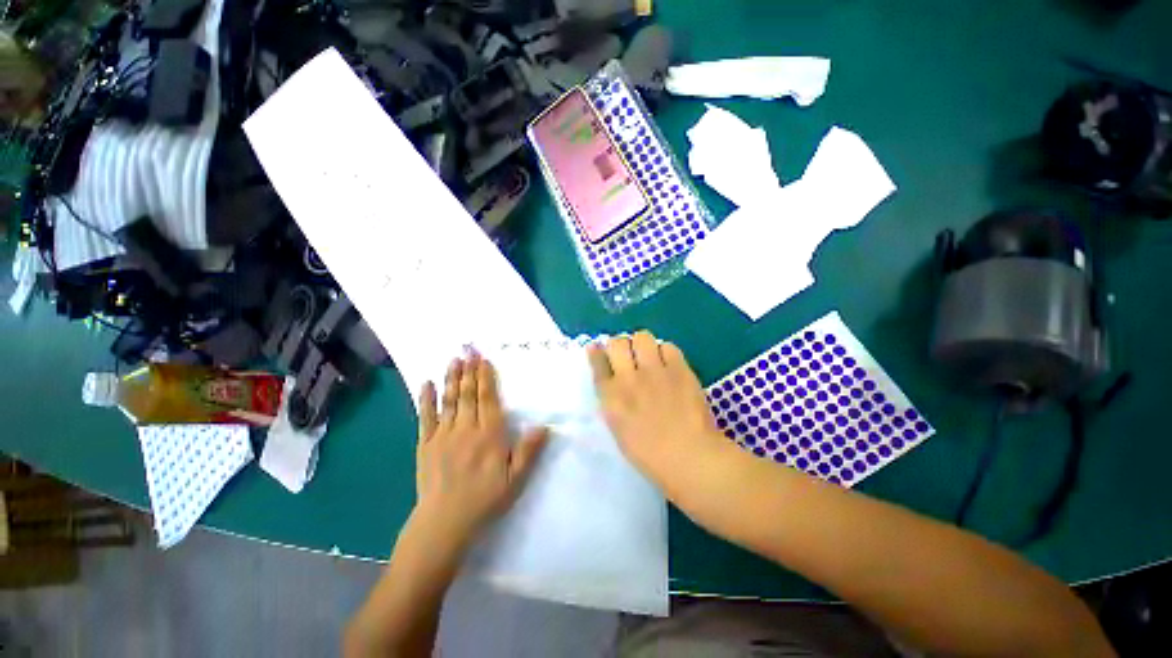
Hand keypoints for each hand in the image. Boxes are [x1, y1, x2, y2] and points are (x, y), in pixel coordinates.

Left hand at [413, 352, 548, 550]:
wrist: (444, 522)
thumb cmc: (485, 499)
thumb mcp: (516, 478)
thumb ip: (529, 450)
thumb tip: (545, 425)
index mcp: (489, 434)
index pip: (488, 399)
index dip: (486, 378)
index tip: (484, 360)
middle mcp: (466, 428)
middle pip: (468, 394)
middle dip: (469, 370)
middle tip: (469, 350)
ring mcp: (443, 435)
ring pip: (449, 400)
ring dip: (452, 378)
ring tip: (454, 359)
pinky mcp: (425, 444)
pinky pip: (425, 417)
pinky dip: (426, 399)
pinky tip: (426, 383)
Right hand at [587, 331, 727, 490]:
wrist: (689, 456)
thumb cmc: (649, 454)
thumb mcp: (619, 428)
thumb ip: (612, 401)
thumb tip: (613, 381)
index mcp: (611, 397)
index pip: (597, 363)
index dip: (596, 352)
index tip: (597, 347)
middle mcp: (629, 378)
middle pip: (617, 342)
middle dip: (619, 344)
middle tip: (627, 353)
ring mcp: (655, 370)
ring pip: (642, 337)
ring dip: (642, 344)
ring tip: (649, 355)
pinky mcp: (679, 368)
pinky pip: (668, 346)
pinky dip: (665, 352)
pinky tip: (668, 363)